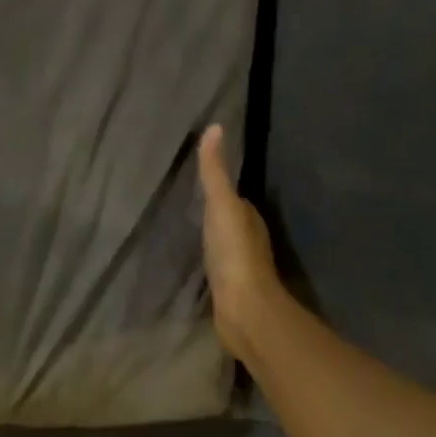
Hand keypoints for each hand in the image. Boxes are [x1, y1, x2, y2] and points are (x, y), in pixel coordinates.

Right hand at [197, 125, 289, 364]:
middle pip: (229, 219)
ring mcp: (240, 266)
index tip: (198, 178)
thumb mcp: (221, 205)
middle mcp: (249, 239)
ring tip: (185, 230)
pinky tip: (193, 262)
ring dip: (211, 237)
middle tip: (186, 202)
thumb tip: (215, 127)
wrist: (244, 309)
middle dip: (213, 212)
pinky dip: (207, 261)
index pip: (234, 196)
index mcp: (249, 217)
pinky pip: (216, 267)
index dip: (219, 187)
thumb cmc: (234, 252)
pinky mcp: (230, 290)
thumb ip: (215, 171)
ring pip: (223, 243)